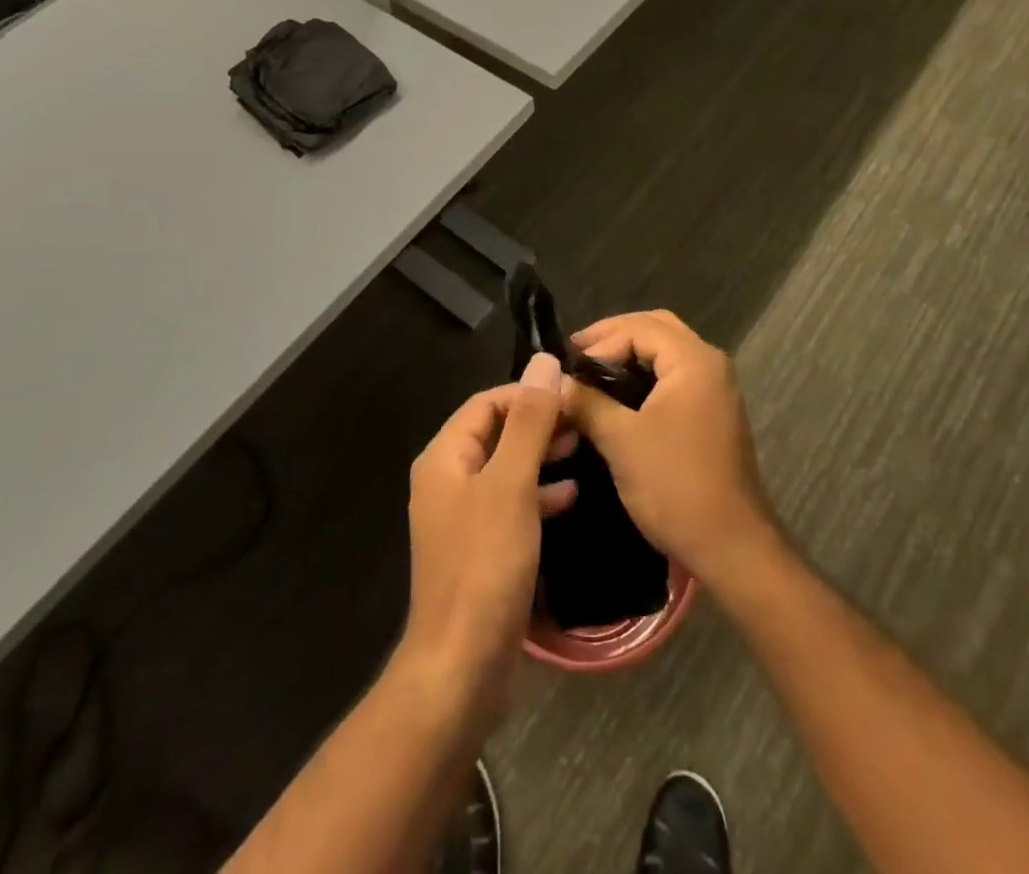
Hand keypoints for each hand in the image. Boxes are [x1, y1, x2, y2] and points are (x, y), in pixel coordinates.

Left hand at [400, 354, 577, 720]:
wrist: (462, 667)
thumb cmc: (485, 566)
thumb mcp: (511, 485)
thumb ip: (529, 423)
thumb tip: (543, 362)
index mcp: (445, 458)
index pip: (486, 404)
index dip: (527, 393)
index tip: (571, 395)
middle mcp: (448, 481)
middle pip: (496, 434)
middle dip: (538, 424)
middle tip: (583, 423)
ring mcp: (462, 518)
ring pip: (506, 469)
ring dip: (541, 456)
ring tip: (583, 450)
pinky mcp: (480, 549)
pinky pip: (511, 505)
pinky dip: (538, 494)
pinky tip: (571, 496)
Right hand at [562, 311, 780, 595]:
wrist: (731, 547)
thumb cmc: (675, 486)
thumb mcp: (621, 440)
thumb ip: (586, 402)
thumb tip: (555, 382)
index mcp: (694, 360)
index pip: (639, 327)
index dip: (600, 341)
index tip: (567, 365)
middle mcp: (710, 364)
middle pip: (657, 328)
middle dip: (615, 336)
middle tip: (578, 354)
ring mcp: (716, 389)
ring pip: (667, 352)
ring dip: (631, 354)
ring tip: (592, 372)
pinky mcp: (714, 413)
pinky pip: (676, 376)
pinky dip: (646, 376)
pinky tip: (619, 396)